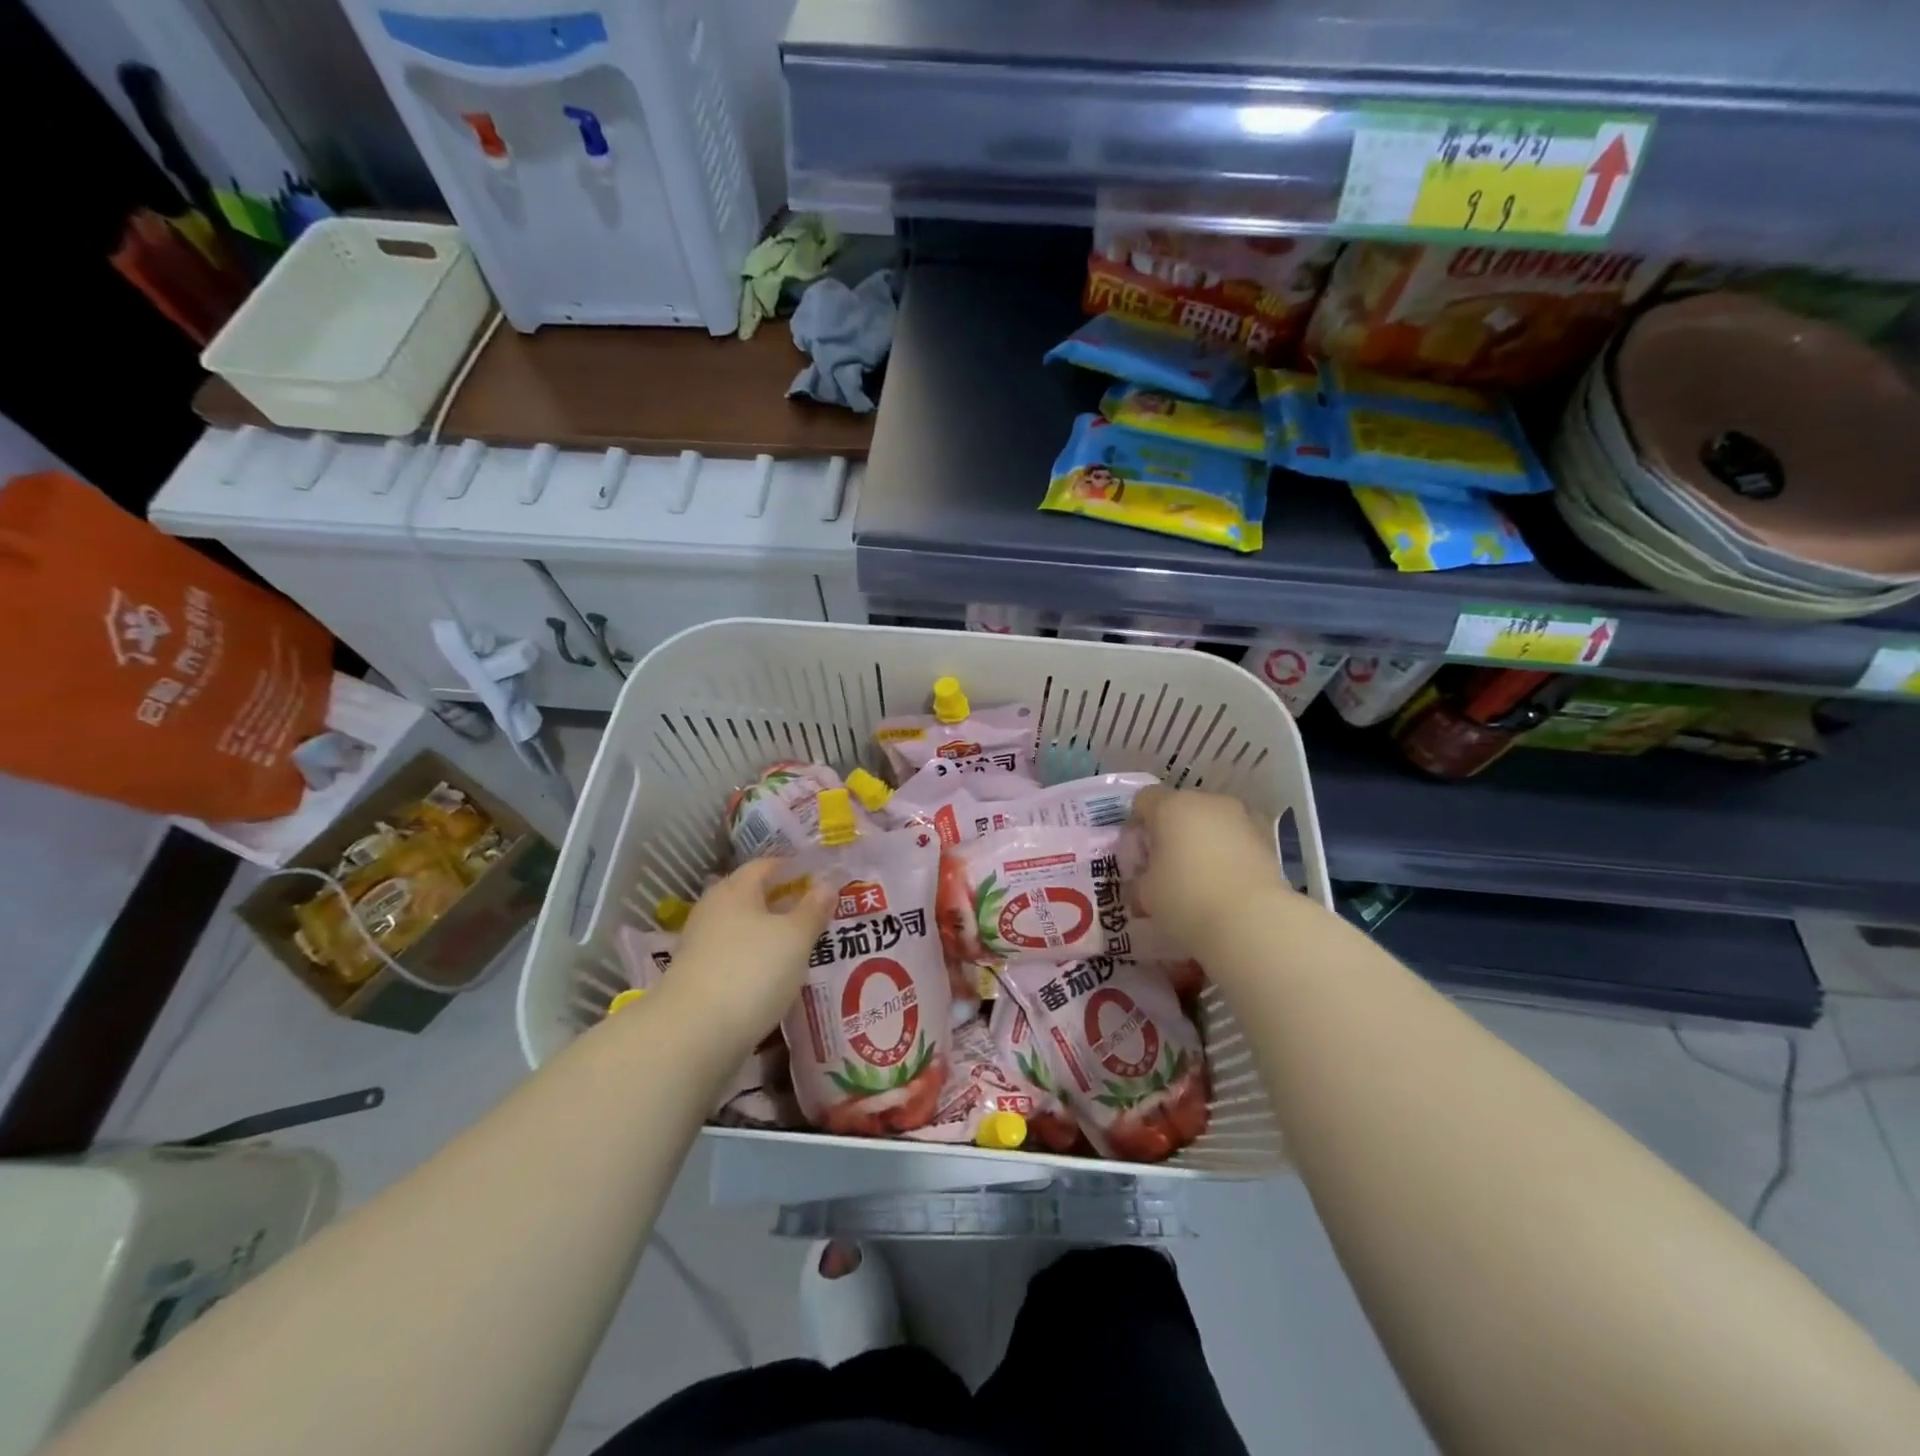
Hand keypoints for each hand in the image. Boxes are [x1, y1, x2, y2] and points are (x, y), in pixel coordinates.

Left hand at [657, 859, 833, 1052]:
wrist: (695, 1034)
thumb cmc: (752, 970)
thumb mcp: (796, 937)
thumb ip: (813, 909)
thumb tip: (827, 884)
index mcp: (735, 890)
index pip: (766, 865)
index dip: (793, 868)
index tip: (821, 877)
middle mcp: (714, 910)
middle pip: (753, 897)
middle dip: (784, 903)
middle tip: (818, 912)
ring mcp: (702, 946)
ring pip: (745, 930)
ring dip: (772, 935)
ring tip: (805, 946)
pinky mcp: (700, 978)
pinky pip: (737, 958)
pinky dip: (758, 961)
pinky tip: (779, 976)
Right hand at [1127, 786, 1290, 959]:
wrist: (1253, 922)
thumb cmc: (1186, 899)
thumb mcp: (1146, 893)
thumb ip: (1142, 876)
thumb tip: (1146, 878)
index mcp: (1171, 806)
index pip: (1144, 800)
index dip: (1137, 825)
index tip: (1139, 855)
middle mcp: (1207, 802)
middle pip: (1181, 808)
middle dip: (1172, 832)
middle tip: (1167, 868)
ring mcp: (1242, 817)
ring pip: (1212, 822)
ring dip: (1203, 841)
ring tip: (1201, 878)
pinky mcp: (1268, 839)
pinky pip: (1237, 839)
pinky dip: (1229, 853)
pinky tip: (1227, 883)